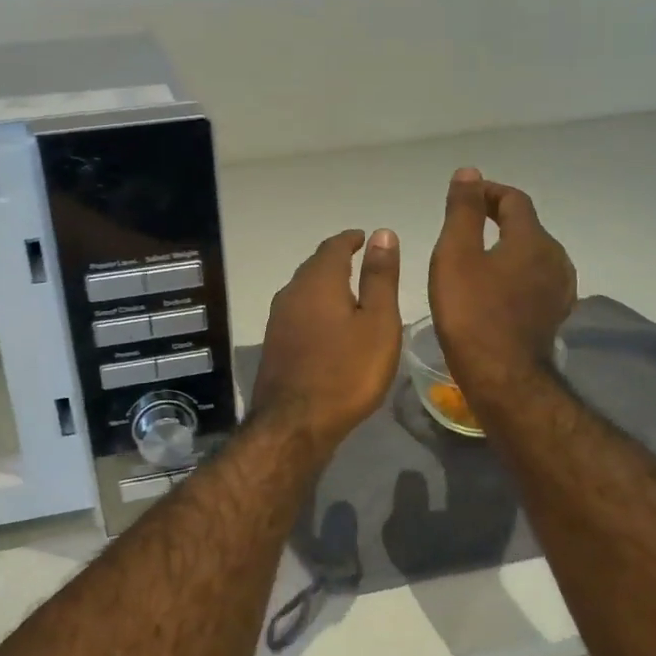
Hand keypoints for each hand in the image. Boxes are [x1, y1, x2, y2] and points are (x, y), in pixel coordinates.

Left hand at [250, 229, 401, 452]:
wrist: (295, 423)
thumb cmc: (347, 371)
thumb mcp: (377, 322)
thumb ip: (379, 277)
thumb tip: (381, 233)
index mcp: (318, 281)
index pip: (333, 246)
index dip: (351, 239)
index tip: (365, 238)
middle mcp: (292, 292)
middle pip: (314, 266)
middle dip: (336, 260)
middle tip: (360, 262)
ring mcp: (278, 319)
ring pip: (303, 290)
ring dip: (324, 284)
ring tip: (348, 293)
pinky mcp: (274, 344)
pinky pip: (297, 312)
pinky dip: (315, 307)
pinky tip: (327, 324)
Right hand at [428, 167, 575, 395]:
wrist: (502, 376)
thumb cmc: (472, 312)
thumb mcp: (456, 255)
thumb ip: (464, 211)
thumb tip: (469, 173)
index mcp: (532, 239)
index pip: (514, 200)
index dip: (488, 192)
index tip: (463, 197)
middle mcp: (555, 258)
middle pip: (527, 226)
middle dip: (498, 219)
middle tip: (465, 226)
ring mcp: (559, 289)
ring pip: (533, 254)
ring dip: (507, 248)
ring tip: (477, 258)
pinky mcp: (554, 314)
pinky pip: (535, 280)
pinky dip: (515, 273)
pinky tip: (496, 289)